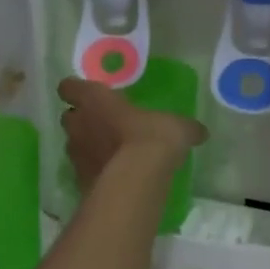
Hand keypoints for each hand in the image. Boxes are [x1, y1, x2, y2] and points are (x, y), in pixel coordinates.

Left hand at [58, 78, 206, 191]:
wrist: (136, 181)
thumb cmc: (152, 138)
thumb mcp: (177, 127)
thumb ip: (185, 128)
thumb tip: (200, 132)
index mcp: (95, 100)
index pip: (70, 87)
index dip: (76, 89)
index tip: (89, 94)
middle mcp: (79, 124)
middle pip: (69, 117)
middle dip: (82, 120)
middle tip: (104, 124)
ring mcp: (76, 155)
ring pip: (74, 145)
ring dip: (87, 147)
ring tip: (110, 153)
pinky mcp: (79, 181)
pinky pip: (83, 172)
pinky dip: (94, 172)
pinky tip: (113, 177)